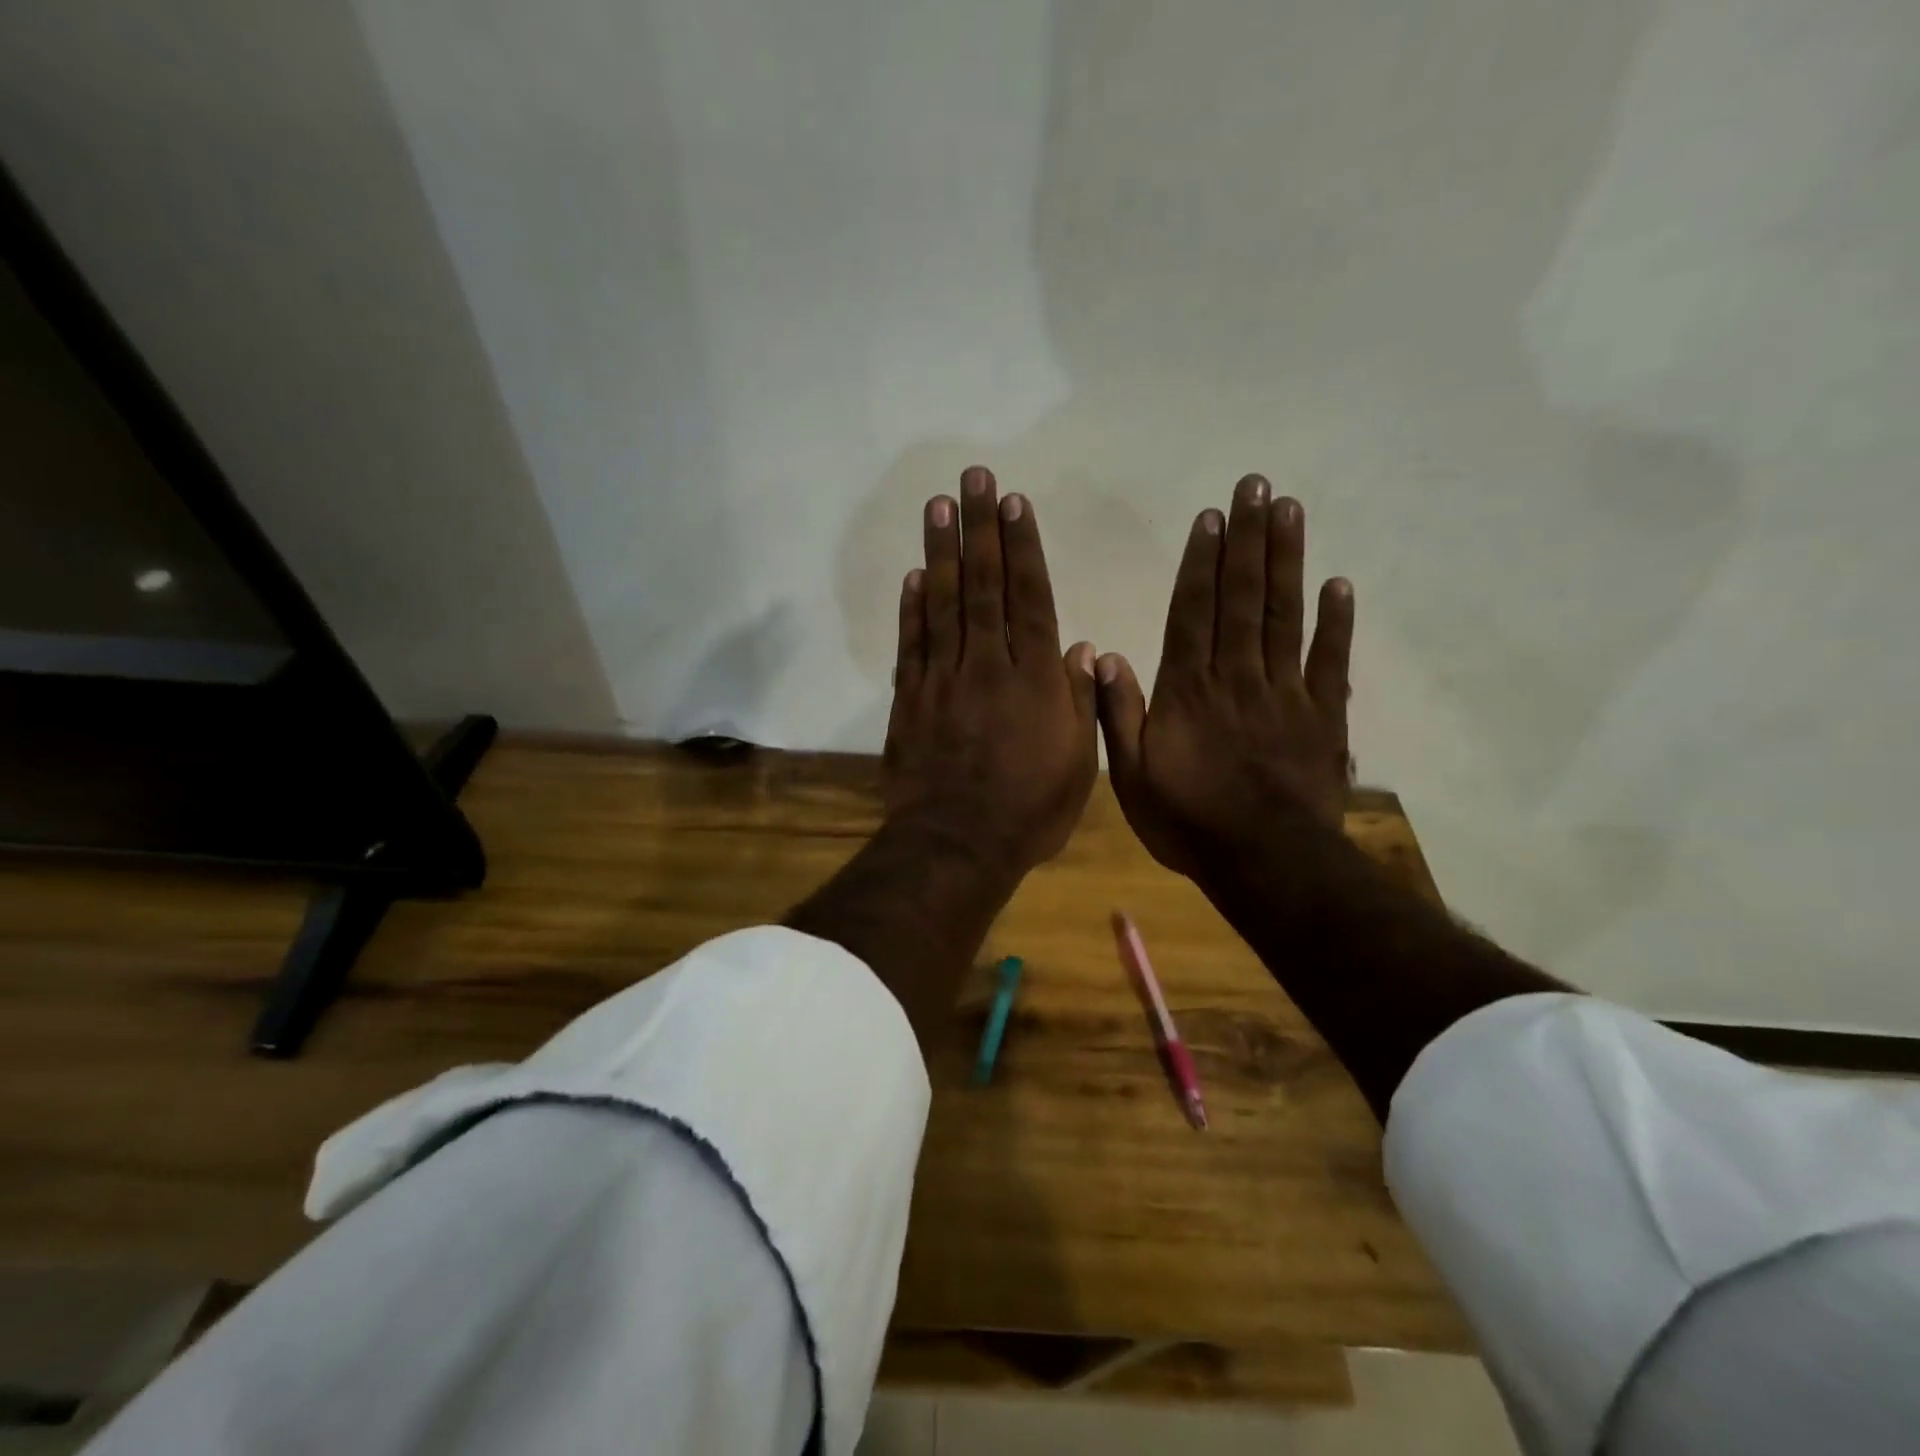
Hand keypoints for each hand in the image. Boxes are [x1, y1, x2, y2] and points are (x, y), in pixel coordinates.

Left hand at [885, 466, 1098, 872]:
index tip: (1013, 502)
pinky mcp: (908, 700)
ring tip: (938, 506)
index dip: (1021, 546)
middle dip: (978, 528)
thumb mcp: (1080, 762)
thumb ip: (1080, 700)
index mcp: (1035, 678)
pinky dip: (911, 608)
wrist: (958, 844)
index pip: (1029, 597)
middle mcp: (987, 665)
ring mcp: (942, 679)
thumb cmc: (1030, 810)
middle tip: (971, 478)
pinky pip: (910, 645)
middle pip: (982, 585)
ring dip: (941, 551)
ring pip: (943, 604)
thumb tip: (1083, 647)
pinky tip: (914, 575)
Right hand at [1095, 474, 1353, 874]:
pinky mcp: (1323, 716)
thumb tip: (1104, 655)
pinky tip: (1337, 583)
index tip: (1211, 516)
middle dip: (1247, 539)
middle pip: (1242, 598)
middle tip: (1256, 485)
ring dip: (1286, 561)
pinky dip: (1335, 621)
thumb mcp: (1131, 776)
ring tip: (1290, 510)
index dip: (1201, 562)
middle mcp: (1236, 677)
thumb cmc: (1189, 822)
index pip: (1193, 613)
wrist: (1265, 862)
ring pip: (1283, 615)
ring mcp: (1285, 693)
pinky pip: (1330, 660)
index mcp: (1188, 691)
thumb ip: (1118, 714)